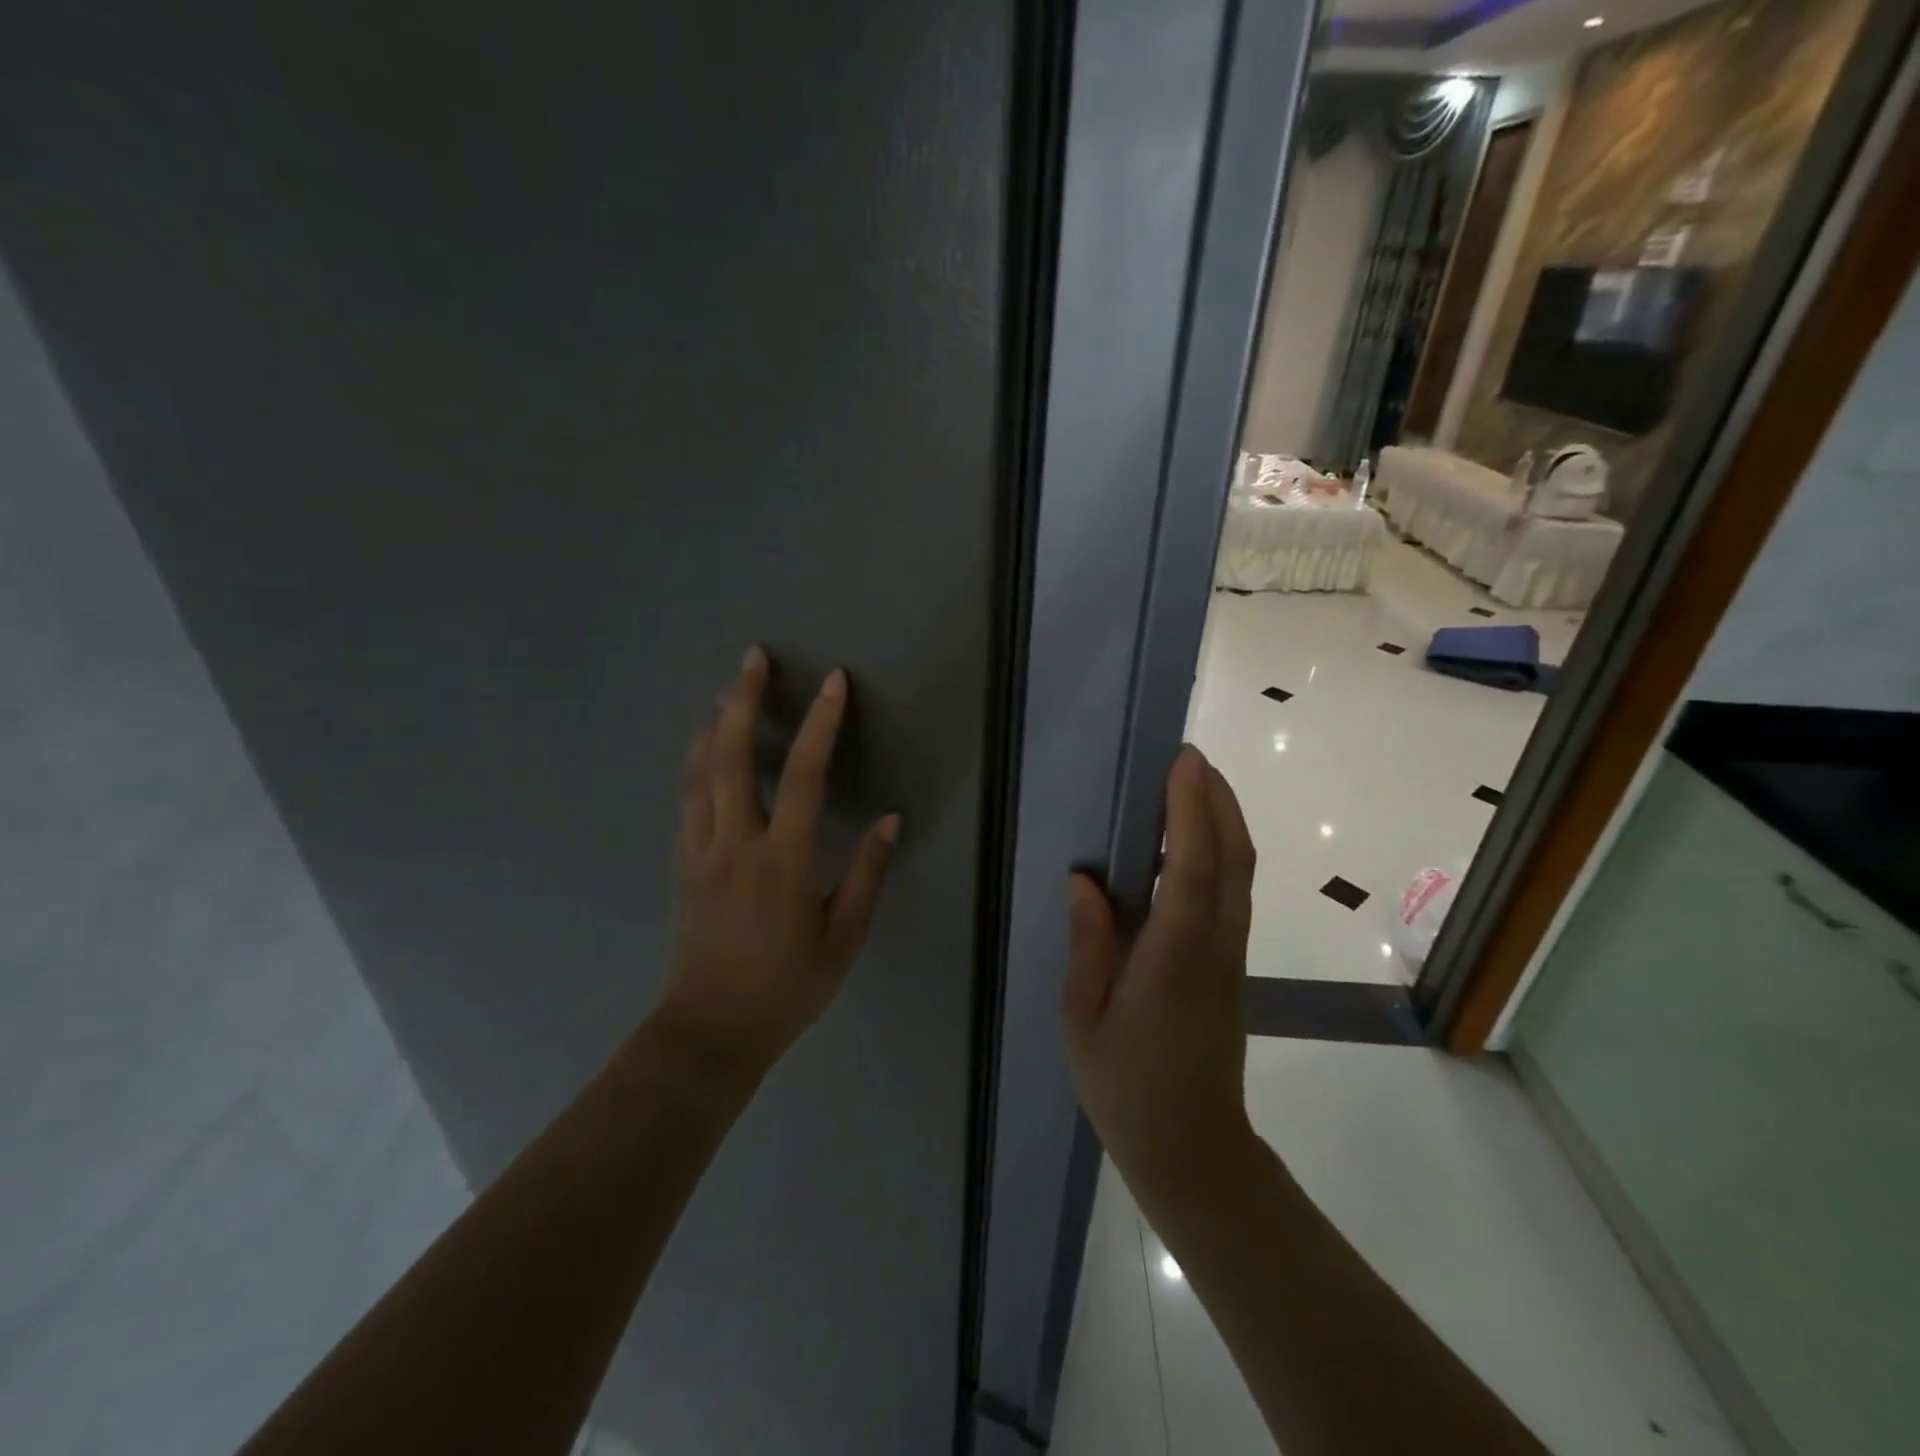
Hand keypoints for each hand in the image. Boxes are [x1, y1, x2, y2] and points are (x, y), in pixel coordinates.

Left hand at [654, 646, 900, 1086]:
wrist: (710, 1031)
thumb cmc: (786, 987)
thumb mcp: (843, 938)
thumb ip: (866, 873)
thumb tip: (889, 820)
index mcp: (783, 860)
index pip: (804, 775)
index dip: (821, 724)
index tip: (833, 683)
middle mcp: (736, 843)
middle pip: (733, 756)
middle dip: (742, 700)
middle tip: (752, 658)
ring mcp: (701, 851)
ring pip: (699, 772)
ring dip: (712, 724)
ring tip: (723, 692)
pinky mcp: (682, 865)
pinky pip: (686, 800)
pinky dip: (695, 764)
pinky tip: (702, 752)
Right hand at [1063, 744, 1256, 1195]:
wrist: (1193, 1149)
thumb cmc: (1127, 1085)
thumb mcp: (1085, 1016)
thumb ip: (1089, 942)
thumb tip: (1084, 880)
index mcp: (1175, 955)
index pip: (1194, 867)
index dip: (1192, 810)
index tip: (1183, 762)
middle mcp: (1214, 945)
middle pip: (1232, 858)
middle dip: (1216, 800)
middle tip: (1187, 758)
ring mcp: (1231, 955)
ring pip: (1241, 873)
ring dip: (1224, 820)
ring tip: (1193, 784)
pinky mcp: (1232, 965)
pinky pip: (1234, 892)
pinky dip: (1222, 851)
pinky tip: (1196, 842)